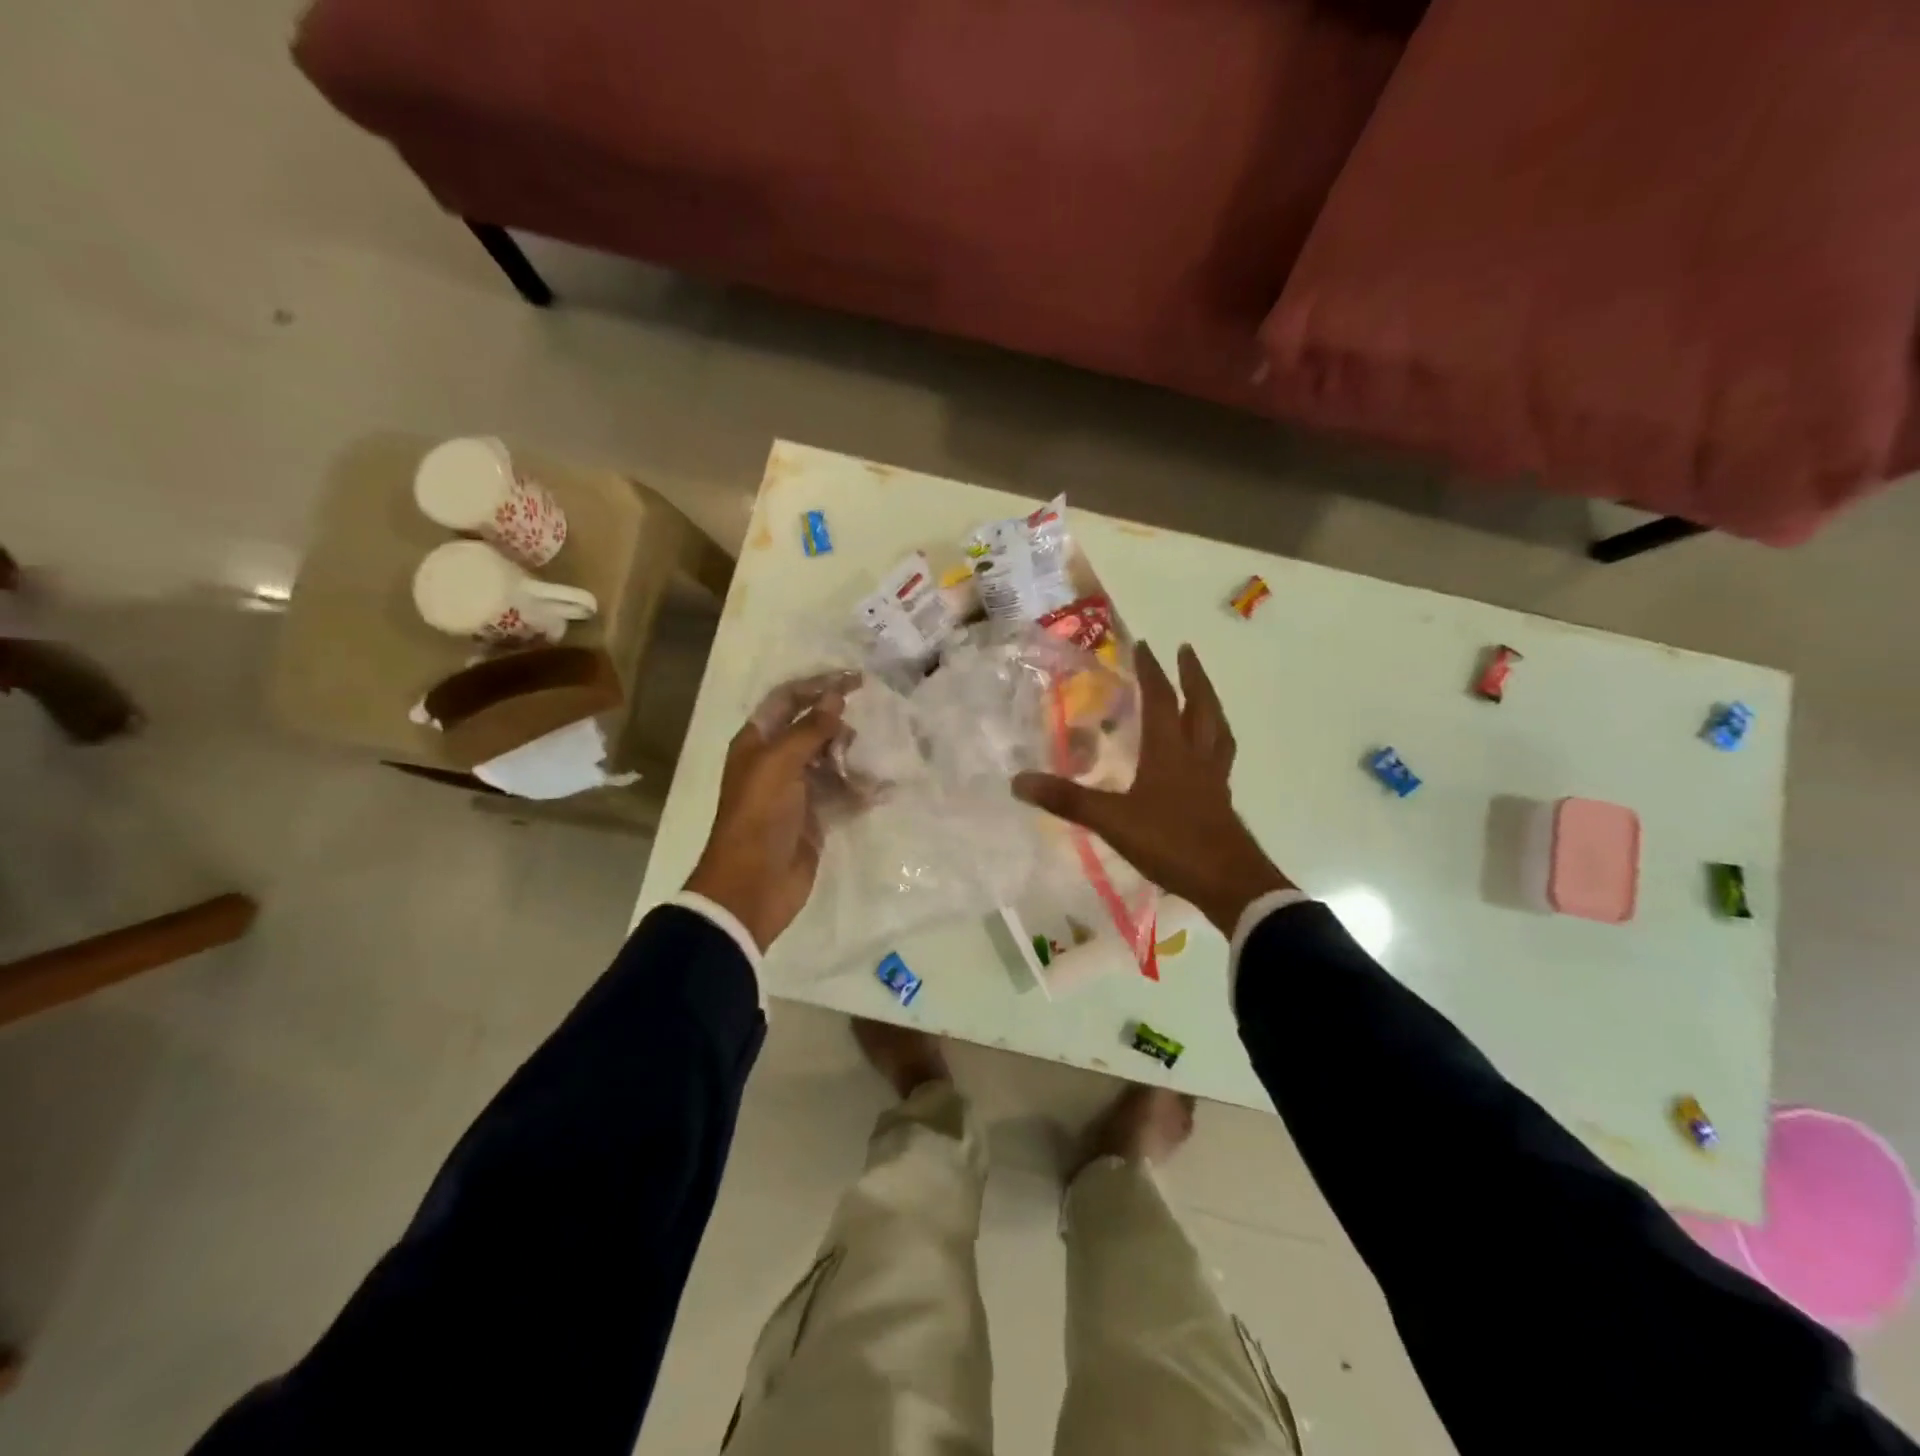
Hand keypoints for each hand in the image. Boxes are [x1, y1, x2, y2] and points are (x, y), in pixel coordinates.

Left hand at [684, 673, 857, 950]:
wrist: (753, 885)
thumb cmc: (760, 816)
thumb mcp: (780, 764)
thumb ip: (810, 729)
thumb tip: (835, 696)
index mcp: (757, 742)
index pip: (788, 699)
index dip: (818, 685)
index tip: (856, 679)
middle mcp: (776, 761)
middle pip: (812, 729)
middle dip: (837, 727)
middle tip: (858, 735)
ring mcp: (797, 790)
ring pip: (831, 761)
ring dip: (852, 760)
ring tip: (868, 767)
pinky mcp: (816, 817)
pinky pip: (842, 794)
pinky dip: (860, 791)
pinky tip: (881, 791)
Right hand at [1013, 642, 1291, 934]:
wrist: (1228, 883)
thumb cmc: (1171, 843)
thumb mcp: (1112, 821)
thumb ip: (1067, 800)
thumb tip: (1018, 781)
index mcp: (1170, 752)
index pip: (1161, 700)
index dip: (1152, 671)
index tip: (1144, 645)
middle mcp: (1196, 756)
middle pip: (1201, 705)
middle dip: (1192, 675)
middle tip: (1185, 651)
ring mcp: (1213, 779)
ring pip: (1217, 729)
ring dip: (1209, 703)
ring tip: (1202, 692)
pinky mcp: (1221, 801)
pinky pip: (1221, 756)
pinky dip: (1215, 741)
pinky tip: (1206, 752)